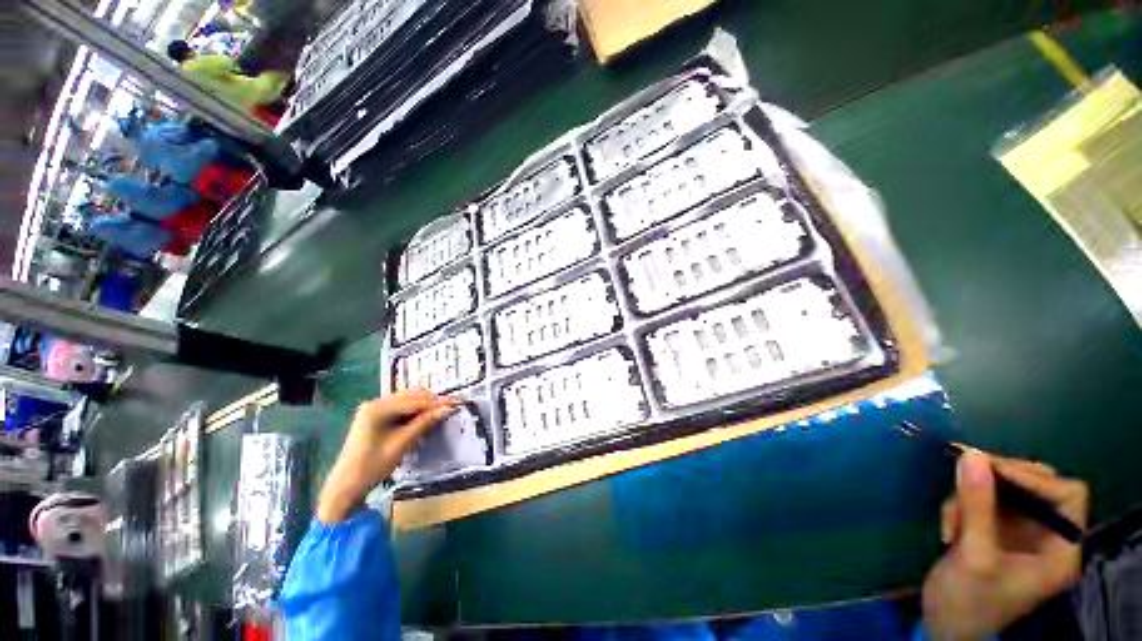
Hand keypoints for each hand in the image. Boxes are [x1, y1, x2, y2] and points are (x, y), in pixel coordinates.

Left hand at [316, 388, 459, 522]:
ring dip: (422, 407)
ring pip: (403, 402)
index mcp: (377, 407)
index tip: (457, 403)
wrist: (348, 482)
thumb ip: (422, 426)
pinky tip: (424, 421)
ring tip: (443, 414)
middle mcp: (374, 403)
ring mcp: (372, 410)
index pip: (413, 400)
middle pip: (408, 396)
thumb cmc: (373, 466)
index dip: (436, 402)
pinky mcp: (373, 419)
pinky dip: (412, 414)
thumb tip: (445, 411)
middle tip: (453, 408)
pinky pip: (397, 410)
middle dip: (430, 401)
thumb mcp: (400, 446)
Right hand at [922, 450, 1087, 639]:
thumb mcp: (973, 563)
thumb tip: (971, 454)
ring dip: (982, 497)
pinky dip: (976, 507)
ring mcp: (1035, 536)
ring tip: (951, 520)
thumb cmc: (966, 616)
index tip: (1000, 472)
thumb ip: (977, 508)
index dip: (1038, 480)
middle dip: (1002, 486)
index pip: (1067, 497)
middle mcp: (1055, 538)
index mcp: (1062, 553)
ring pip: (1018, 492)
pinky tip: (951, 526)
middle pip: (1041, 488)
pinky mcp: (1014, 536)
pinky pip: (1003, 503)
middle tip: (969, 483)